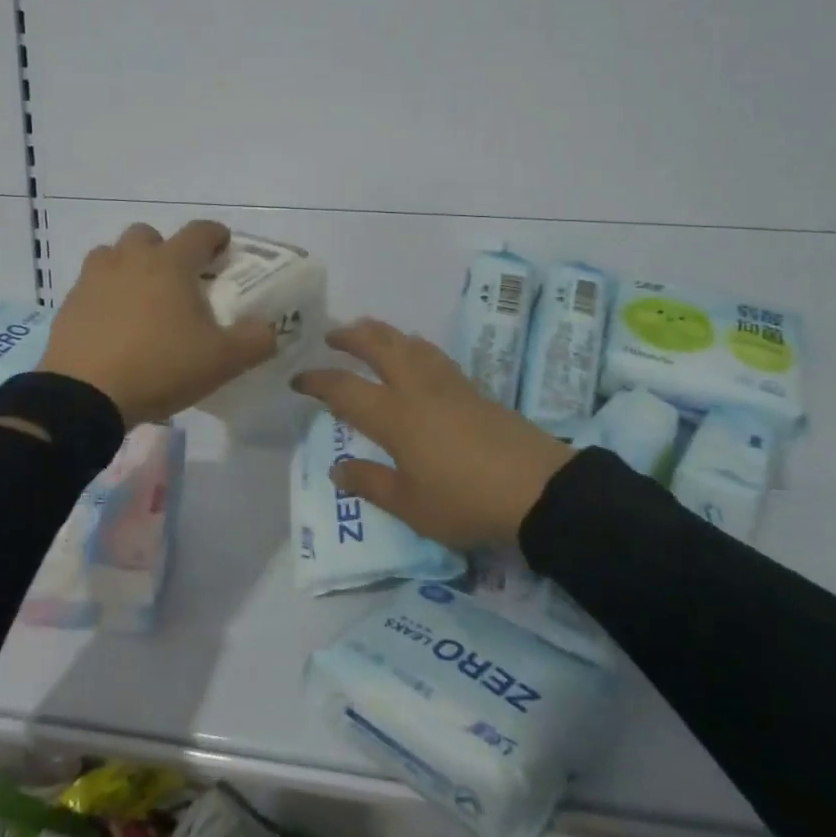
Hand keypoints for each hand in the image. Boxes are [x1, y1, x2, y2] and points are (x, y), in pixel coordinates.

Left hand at [39, 221, 278, 426]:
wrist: (84, 397)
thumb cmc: (160, 367)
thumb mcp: (222, 360)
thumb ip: (256, 340)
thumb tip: (271, 328)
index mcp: (170, 263)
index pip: (199, 231)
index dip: (216, 236)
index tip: (224, 248)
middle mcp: (129, 260)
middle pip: (148, 235)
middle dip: (165, 250)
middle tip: (178, 280)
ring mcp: (93, 280)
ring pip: (113, 255)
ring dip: (129, 267)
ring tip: (141, 300)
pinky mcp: (69, 305)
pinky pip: (91, 287)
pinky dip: (105, 296)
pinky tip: (114, 326)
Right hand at [292, 319, 574, 546]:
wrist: (537, 489)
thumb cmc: (465, 501)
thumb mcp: (410, 506)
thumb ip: (370, 483)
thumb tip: (336, 468)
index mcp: (394, 417)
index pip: (344, 389)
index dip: (317, 381)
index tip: (298, 379)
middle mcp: (416, 389)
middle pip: (378, 347)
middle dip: (351, 337)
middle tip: (331, 335)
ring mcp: (447, 385)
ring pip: (408, 343)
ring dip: (382, 332)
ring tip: (368, 330)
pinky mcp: (473, 389)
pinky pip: (432, 353)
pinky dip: (413, 344)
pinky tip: (416, 349)